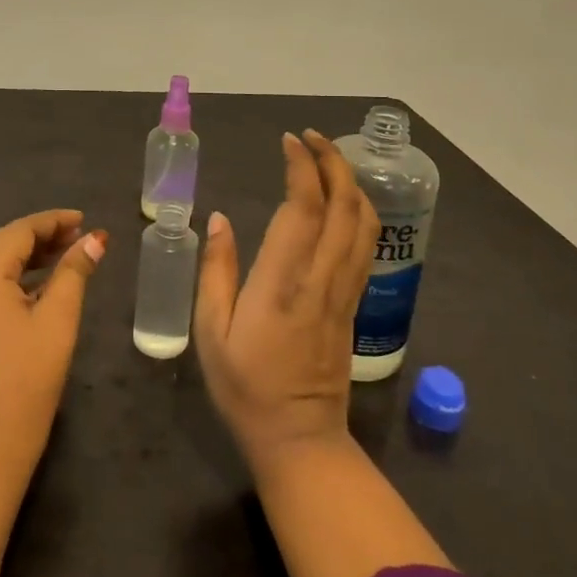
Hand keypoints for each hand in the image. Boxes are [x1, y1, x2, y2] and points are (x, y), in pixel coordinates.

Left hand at [0, 210, 106, 480]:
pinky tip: (40, 285)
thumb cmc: (27, 378)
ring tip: (67, 256)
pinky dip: (13, 277)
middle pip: (3, 243)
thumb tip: (95, 239)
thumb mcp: (58, 320)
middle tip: (79, 237)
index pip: (19, 231)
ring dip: (28, 256)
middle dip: (42, 236)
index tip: (84, 219)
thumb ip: (75, 273)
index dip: (53, 221)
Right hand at [195, 131, 378, 471]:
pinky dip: (359, 211)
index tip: (289, 141)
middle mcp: (321, 279)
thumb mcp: (210, 331)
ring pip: (364, 224)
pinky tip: (344, 201)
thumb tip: (219, 219)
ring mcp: (344, 291)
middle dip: (333, 162)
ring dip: (352, 183)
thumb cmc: (245, 386)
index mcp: (282, 283)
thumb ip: (216, 271)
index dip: (301, 168)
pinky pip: (365, 246)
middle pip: (344, 206)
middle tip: (311, 138)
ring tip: (329, 160)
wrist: (299, 438)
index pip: (302, 209)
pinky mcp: (354, 303)